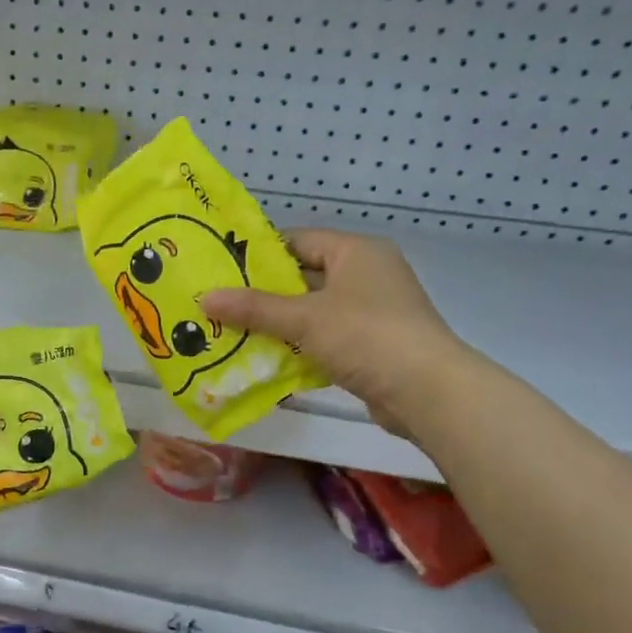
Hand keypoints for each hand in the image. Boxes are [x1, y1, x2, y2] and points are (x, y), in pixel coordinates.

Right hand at [200, 229, 470, 434]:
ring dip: (278, 324)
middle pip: (303, 277)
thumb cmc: (366, 336)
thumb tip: (203, 297)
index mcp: (356, 252)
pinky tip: (265, 360)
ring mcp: (372, 312)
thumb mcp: (304, 318)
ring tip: (232, 333)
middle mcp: (367, 274)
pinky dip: (299, 347)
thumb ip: (254, 308)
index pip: (298, 240)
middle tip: (220, 305)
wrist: (428, 392)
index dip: (259, 254)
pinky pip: (325, 338)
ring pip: (313, 311)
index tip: (222, 269)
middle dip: (263, 294)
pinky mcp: (372, 345)